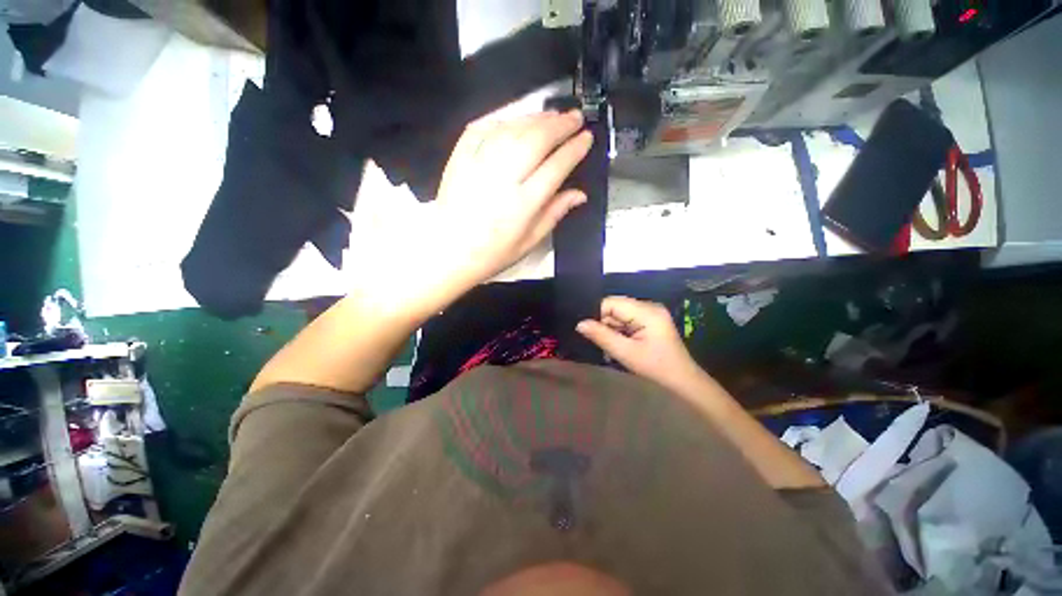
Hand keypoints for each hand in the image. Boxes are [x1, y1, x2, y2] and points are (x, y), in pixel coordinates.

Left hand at [429, 110, 593, 288]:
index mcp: (523, 205)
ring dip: (536, 118)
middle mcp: (503, 179)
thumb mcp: (529, 242)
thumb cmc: (492, 253)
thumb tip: (579, 194)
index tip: (587, 138)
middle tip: (575, 117)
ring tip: (552, 116)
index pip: (556, 167)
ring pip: (513, 129)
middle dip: (560, 124)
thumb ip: (554, 214)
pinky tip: (516, 120)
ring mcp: (479, 164)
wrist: (448, 251)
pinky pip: (484, 127)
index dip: (574, 149)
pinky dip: (504, 119)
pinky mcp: (460, 157)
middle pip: (536, 140)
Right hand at [576, 297, 705, 392]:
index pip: (611, 303)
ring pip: (619, 314)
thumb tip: (580, 324)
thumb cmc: (655, 367)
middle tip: (601, 342)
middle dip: (605, 323)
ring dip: (611, 328)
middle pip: (615, 307)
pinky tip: (620, 344)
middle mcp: (649, 306)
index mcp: (646, 311)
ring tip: (611, 346)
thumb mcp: (625, 353)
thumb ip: (601, 336)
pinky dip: (620, 331)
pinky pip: (627, 319)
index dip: (597, 314)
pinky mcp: (650, 320)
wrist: (682, 379)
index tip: (589, 331)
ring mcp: (650, 312)